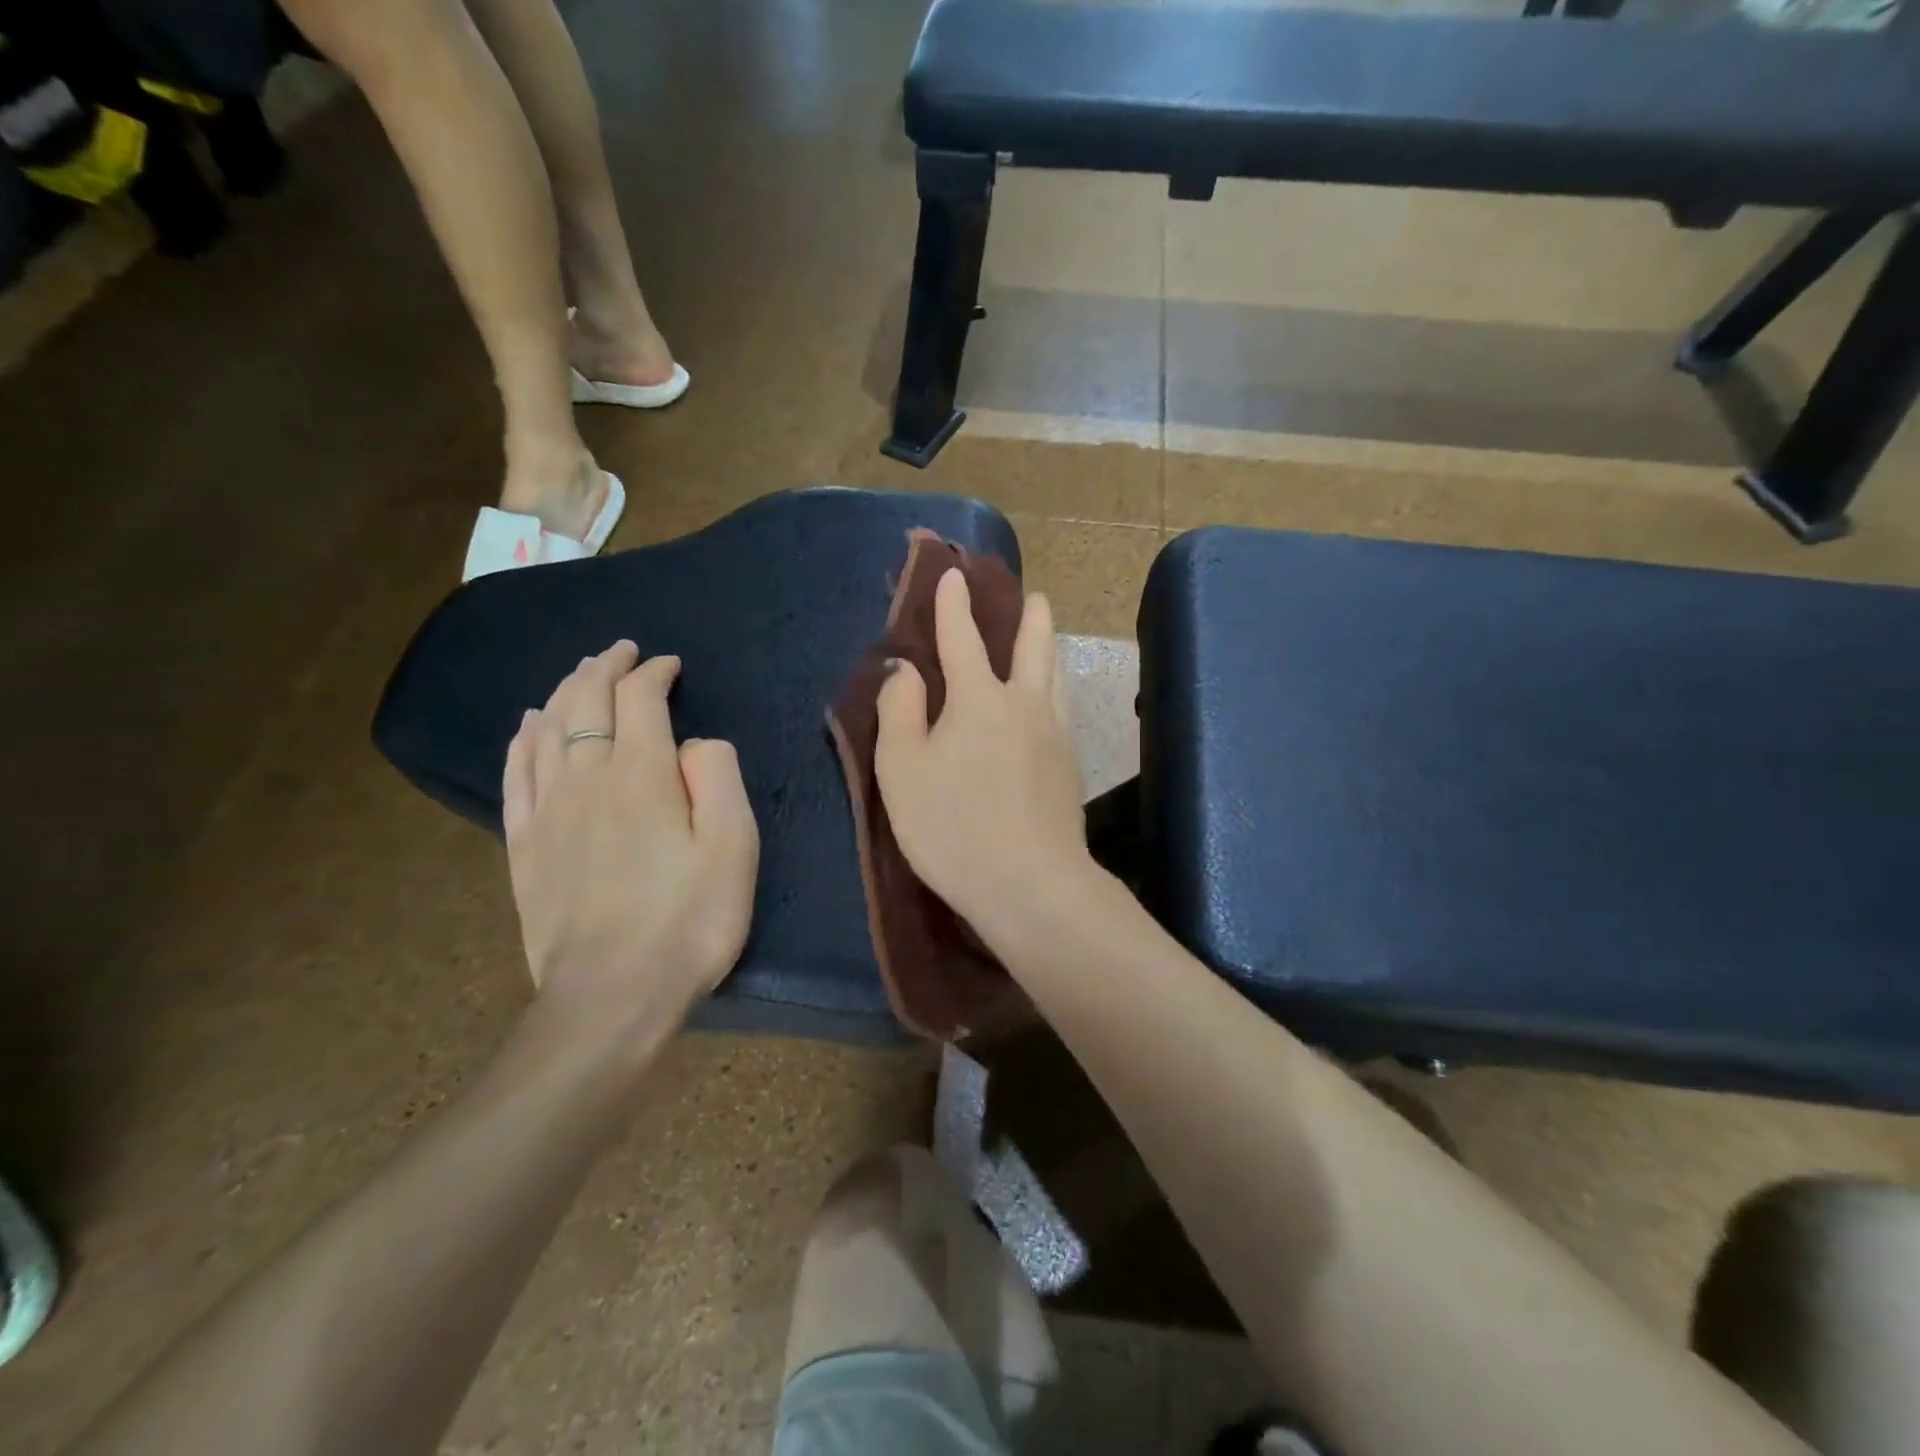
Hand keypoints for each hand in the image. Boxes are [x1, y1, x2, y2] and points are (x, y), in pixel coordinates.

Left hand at [502, 642, 758, 1037]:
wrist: (611, 997)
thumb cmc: (688, 922)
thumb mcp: (734, 848)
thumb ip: (718, 778)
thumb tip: (695, 743)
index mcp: (641, 776)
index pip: (640, 701)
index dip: (654, 674)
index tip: (670, 665)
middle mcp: (586, 779)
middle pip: (585, 703)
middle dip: (606, 668)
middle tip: (622, 651)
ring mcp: (547, 812)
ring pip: (547, 730)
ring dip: (566, 691)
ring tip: (582, 674)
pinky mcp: (524, 845)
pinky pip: (517, 773)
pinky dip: (523, 738)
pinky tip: (529, 724)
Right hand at [874, 569, 1091, 933]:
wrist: (1029, 883)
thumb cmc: (952, 825)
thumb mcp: (902, 769)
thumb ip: (900, 711)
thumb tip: (906, 669)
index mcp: (979, 699)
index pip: (963, 638)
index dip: (953, 605)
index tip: (953, 575)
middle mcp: (1024, 705)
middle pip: (1032, 648)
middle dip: (1030, 617)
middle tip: (1035, 596)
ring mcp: (1055, 736)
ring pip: (1056, 678)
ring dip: (1050, 649)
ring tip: (1049, 637)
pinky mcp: (1070, 769)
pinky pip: (1062, 711)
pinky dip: (1055, 690)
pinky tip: (1052, 703)